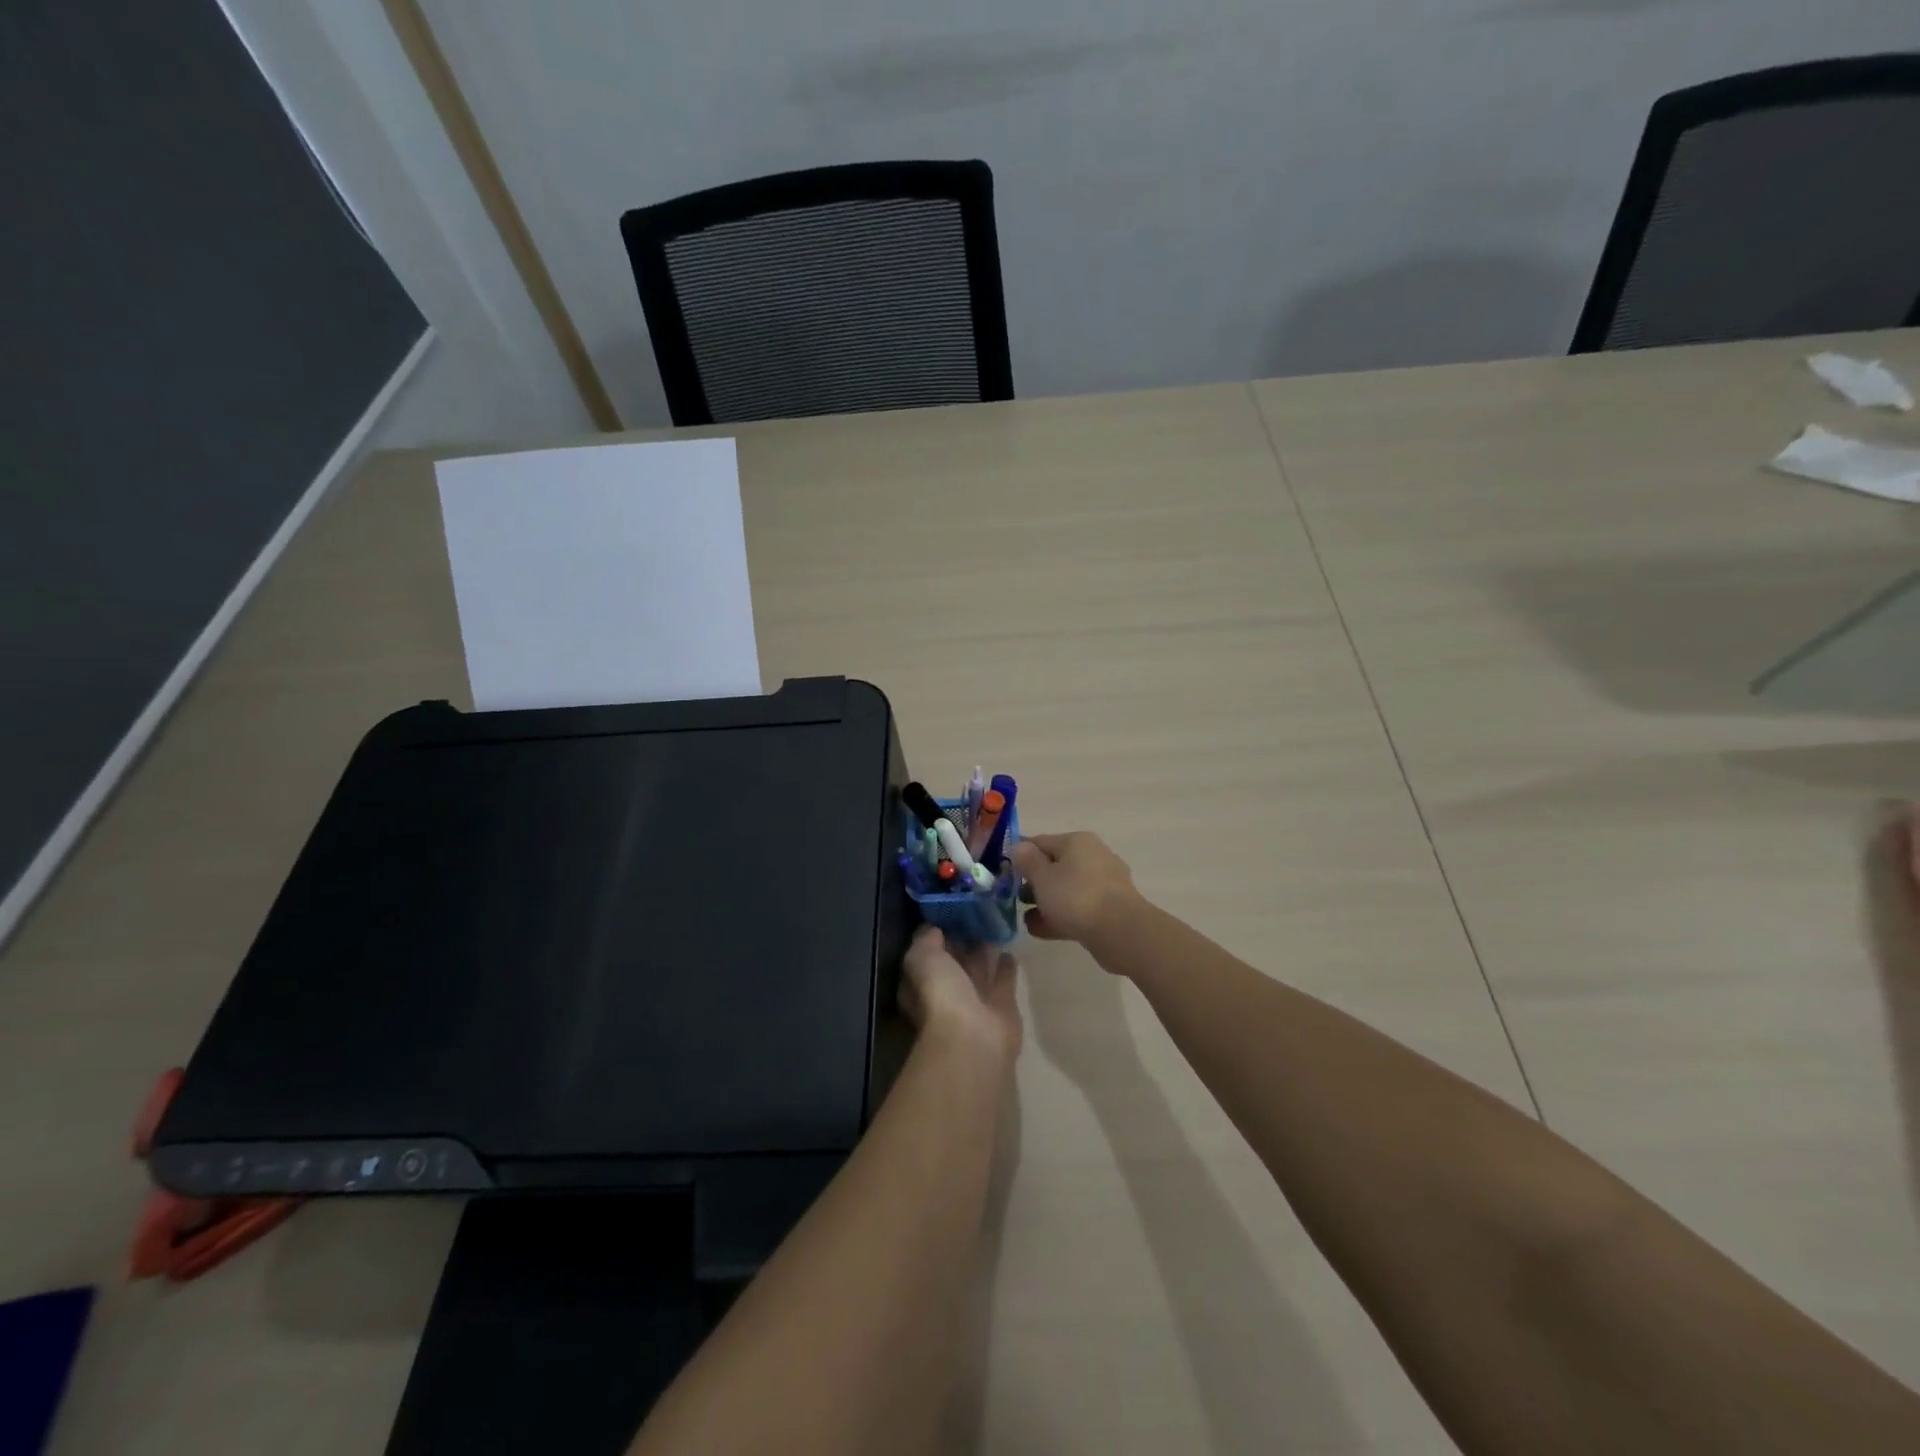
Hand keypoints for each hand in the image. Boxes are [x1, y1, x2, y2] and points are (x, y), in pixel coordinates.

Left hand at [898, 926, 1021, 1069]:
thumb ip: (926, 940)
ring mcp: (975, 1001)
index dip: (934, 936)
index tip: (947, 913)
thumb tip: (933, 928)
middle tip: (973, 914)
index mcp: (921, 985)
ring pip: (979, 969)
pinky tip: (1010, 950)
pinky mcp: (1002, 1007)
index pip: (927, 955)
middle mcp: (946, 993)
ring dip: (984, 951)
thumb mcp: (923, 958)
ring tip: (992, 926)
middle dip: (961, 941)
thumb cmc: (940, 996)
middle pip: (954, 962)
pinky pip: (1004, 980)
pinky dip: (1006, 966)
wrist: (974, 1038)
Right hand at [1009, 831, 1141, 946]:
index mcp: (1077, 842)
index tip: (1003, 873)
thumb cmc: (1076, 897)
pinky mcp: (1109, 909)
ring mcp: (1104, 884)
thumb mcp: (1042, 877)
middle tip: (1014, 899)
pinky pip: (1078, 908)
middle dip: (1033, 884)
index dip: (1019, 856)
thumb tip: (1019, 846)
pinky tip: (1040, 930)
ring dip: (1045, 903)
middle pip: (1054, 866)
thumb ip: (1027, 861)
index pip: (1040, 842)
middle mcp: (1093, 856)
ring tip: (1026, 919)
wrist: (1120, 932)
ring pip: (1066, 890)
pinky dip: (1060, 917)